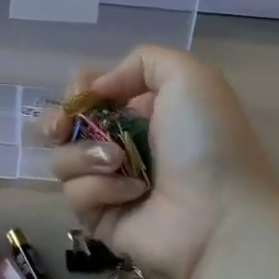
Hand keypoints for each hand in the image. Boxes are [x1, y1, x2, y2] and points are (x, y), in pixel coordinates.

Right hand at [45, 46, 278, 278]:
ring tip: (118, 161)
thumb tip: (97, 88)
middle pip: (65, 126)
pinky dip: (101, 188)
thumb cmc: (208, 142)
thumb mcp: (190, 77)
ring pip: (63, 159)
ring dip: (86, 155)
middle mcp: (122, 145)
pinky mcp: (100, 218)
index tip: (81, 93)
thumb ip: (142, 60)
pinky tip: (133, 192)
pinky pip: (76, 194)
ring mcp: (109, 184)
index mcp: (144, 112)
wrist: (222, 217)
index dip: (79, 90)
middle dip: (57, 121)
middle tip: (65, 127)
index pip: (90, 94)